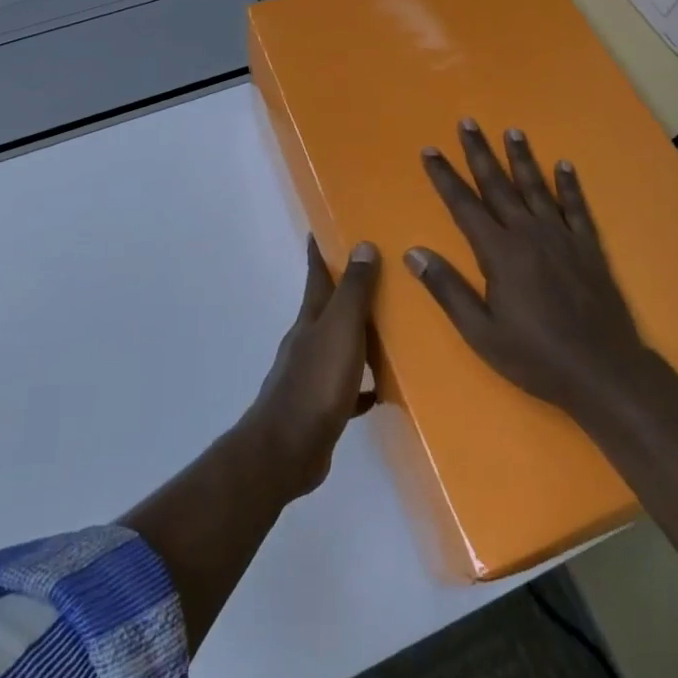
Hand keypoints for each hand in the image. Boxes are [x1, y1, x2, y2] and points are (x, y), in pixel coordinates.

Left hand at [245, 237, 379, 498]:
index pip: (316, 274)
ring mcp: (312, 374)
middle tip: (380, 275)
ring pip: (340, 345)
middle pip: (329, 308)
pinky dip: (363, 383)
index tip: (323, 227)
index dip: (320, 251)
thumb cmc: (316, 382)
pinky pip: (348, 387)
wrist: (286, 449)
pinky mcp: (321, 406)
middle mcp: (308, 341)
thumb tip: (363, 244)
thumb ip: (353, 291)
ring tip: (391, 329)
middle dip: (348, 290)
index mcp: (311, 318)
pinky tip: (382, 389)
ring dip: (359, 336)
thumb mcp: (340, 330)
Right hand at [405, 121, 648, 422]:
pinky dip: (569, 185)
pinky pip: (576, 208)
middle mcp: (529, 233)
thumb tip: (413, 252)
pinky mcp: (588, 247)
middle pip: (498, 185)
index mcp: (499, 252)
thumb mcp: (481, 332)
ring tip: (512, 131)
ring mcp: (562, 237)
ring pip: (536, 188)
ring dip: (521, 158)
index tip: (430, 150)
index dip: (445, 177)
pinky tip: (563, 165)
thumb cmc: (535, 356)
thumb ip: (447, 289)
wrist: (603, 372)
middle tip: (467, 122)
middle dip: (479, 153)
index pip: (464, 205)